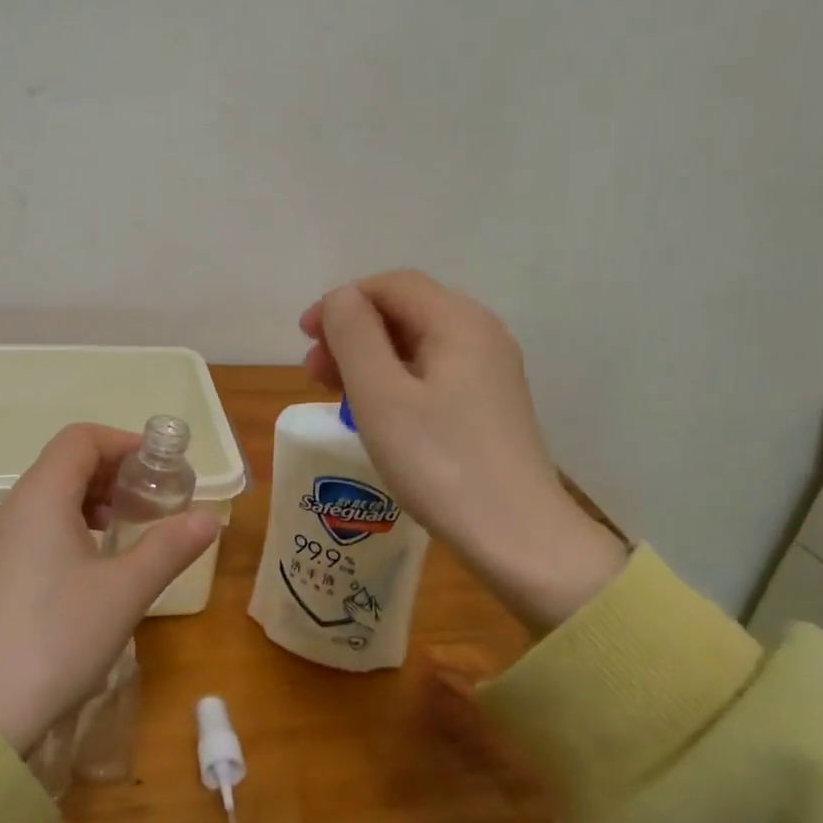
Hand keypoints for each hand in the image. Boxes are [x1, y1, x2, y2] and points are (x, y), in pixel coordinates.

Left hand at [0, 424, 219, 752]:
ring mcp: (3, 541)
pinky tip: (98, 560)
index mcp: (42, 496)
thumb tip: (209, 518)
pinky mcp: (0, 571)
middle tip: (154, 500)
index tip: (161, 469)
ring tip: (129, 527)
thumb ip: (169, 547)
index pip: (81, 439)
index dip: (124, 443)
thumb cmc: (59, 636)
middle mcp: (17, 508)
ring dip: (96, 498)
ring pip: (54, 494)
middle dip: (116, 471)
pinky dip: (76, 523)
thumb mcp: (126, 590)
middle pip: (67, 462)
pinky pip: (41, 524)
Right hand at [302, 270, 626, 629]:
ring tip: (336, 395)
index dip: (341, 302)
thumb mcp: (381, 395)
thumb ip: (353, 334)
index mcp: (458, 321)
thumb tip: (340, 300)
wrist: (517, 537)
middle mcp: (481, 334)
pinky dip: (394, 381)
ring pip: (416, 344)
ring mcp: (490, 371)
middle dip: (352, 332)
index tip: (305, 339)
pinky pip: (432, 374)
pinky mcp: (489, 405)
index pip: (390, 284)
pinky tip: (375, 414)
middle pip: (405, 310)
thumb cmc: (439, 462)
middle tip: (314, 373)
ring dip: (369, 359)